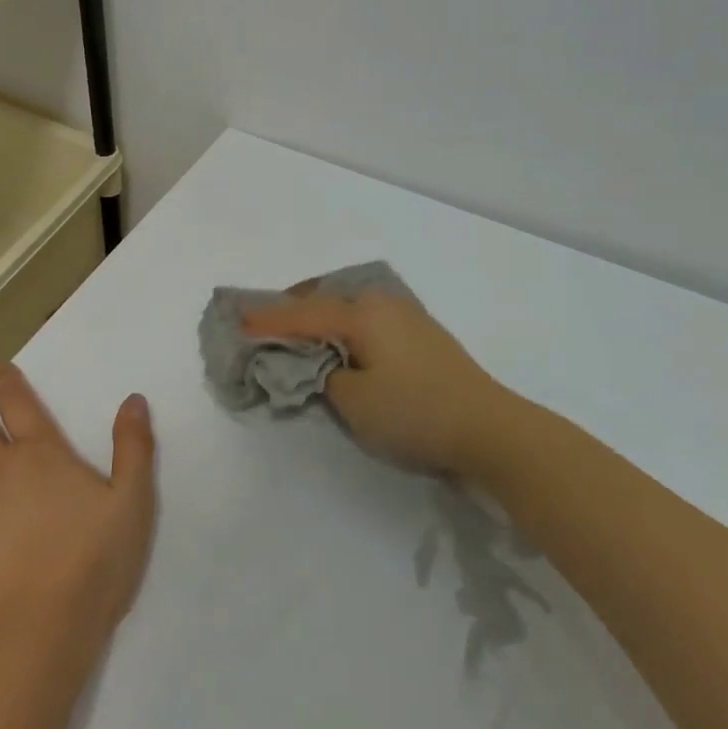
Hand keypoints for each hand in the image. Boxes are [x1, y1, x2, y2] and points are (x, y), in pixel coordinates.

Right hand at [241, 292, 515, 477]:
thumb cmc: (416, 412)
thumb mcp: (355, 401)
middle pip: (325, 299)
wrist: (491, 429)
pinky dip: (344, 329)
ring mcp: (406, 316)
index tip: (237, 322)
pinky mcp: (421, 334)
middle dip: (293, 310)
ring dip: (320, 319)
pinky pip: (368, 322)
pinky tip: (339, 344)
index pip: (303, 313)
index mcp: (363, 312)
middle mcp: (383, 303)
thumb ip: (323, 375)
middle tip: (265, 325)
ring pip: (349, 308)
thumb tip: (319, 363)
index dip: (268, 320)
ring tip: (297, 334)